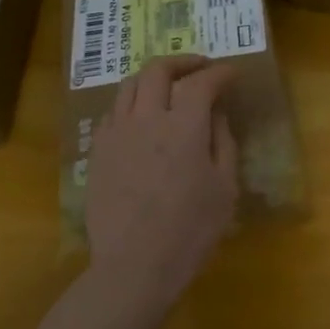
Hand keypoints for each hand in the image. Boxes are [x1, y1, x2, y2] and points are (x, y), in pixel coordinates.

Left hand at [84, 55, 239, 313]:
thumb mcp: (224, 188)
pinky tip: (140, 118)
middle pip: (158, 70)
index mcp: (184, 126)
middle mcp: (146, 118)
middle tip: (199, 68)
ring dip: (152, 78)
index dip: (220, 73)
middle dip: (182, 62)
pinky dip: (131, 103)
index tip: (231, 74)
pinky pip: (113, 112)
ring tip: (167, 87)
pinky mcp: (97, 151)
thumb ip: (223, 142)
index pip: (202, 82)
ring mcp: (116, 133)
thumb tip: (216, 113)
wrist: (134, 266)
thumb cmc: (190, 231)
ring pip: (129, 85)